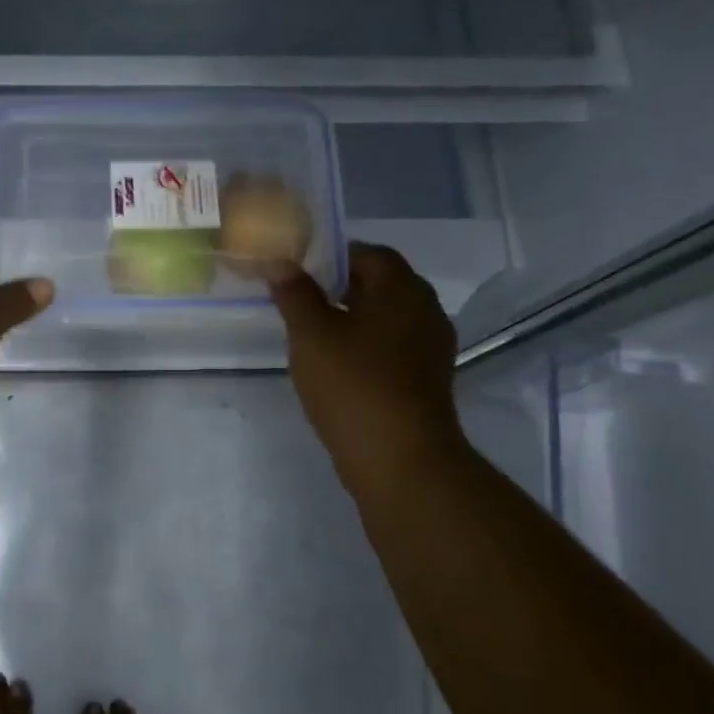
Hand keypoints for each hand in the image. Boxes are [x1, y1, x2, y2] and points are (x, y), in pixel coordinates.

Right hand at [270, 244, 467, 496]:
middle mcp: (426, 310)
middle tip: (301, 301)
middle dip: (341, 288)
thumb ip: (295, 294)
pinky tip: (339, 367)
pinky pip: (394, 348)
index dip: (333, 256)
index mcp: (402, 289)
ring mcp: (432, 347)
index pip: (369, 253)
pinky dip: (368, 347)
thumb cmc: (353, 385)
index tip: (299, 271)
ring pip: (388, 318)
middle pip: (382, 284)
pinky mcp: (428, 380)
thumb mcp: (311, 335)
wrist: (401, 459)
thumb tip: (281, 263)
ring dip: (354, 320)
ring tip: (314, 335)